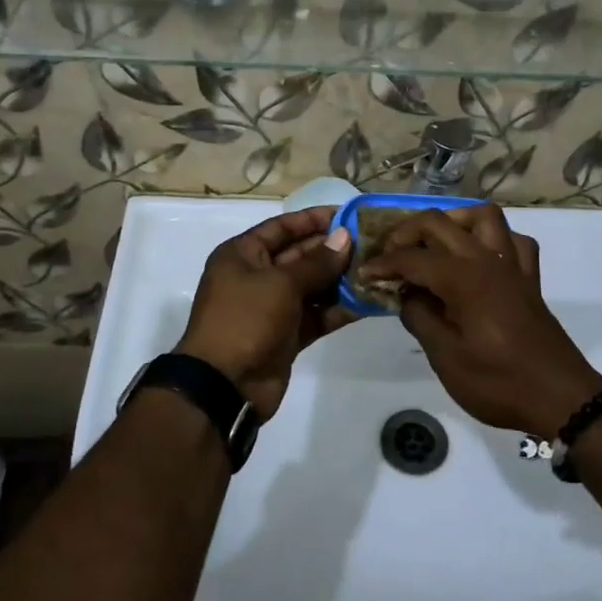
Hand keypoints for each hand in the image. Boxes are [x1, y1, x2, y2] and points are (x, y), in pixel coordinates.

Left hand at [176, 206, 355, 419]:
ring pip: (312, 286)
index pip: (282, 227)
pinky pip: (317, 315)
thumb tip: (345, 237)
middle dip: (333, 250)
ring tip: (376, 269)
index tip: (348, 215)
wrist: (225, 386)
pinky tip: (368, 301)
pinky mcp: (287, 335)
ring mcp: (272, 307)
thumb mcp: (280, 284)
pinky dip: (338, 309)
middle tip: (371, 243)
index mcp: (242, 255)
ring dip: (341, 280)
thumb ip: (316, 262)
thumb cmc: (245, 320)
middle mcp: (256, 276)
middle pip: (300, 255)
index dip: (314, 219)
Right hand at [357, 205, 601, 436]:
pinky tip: (477, 257)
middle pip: (439, 223)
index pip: (412, 258)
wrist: (560, 397)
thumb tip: (406, 295)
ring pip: (482, 217)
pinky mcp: (528, 279)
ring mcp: (512, 265)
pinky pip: (512, 241)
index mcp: (462, 278)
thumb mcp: (446, 357)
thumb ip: (420, 317)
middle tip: (388, 257)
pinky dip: (491, 239)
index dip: (383, 264)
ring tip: (433, 244)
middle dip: (406, 233)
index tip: (363, 275)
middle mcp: (486, 259)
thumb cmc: (498, 382)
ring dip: (452, 221)